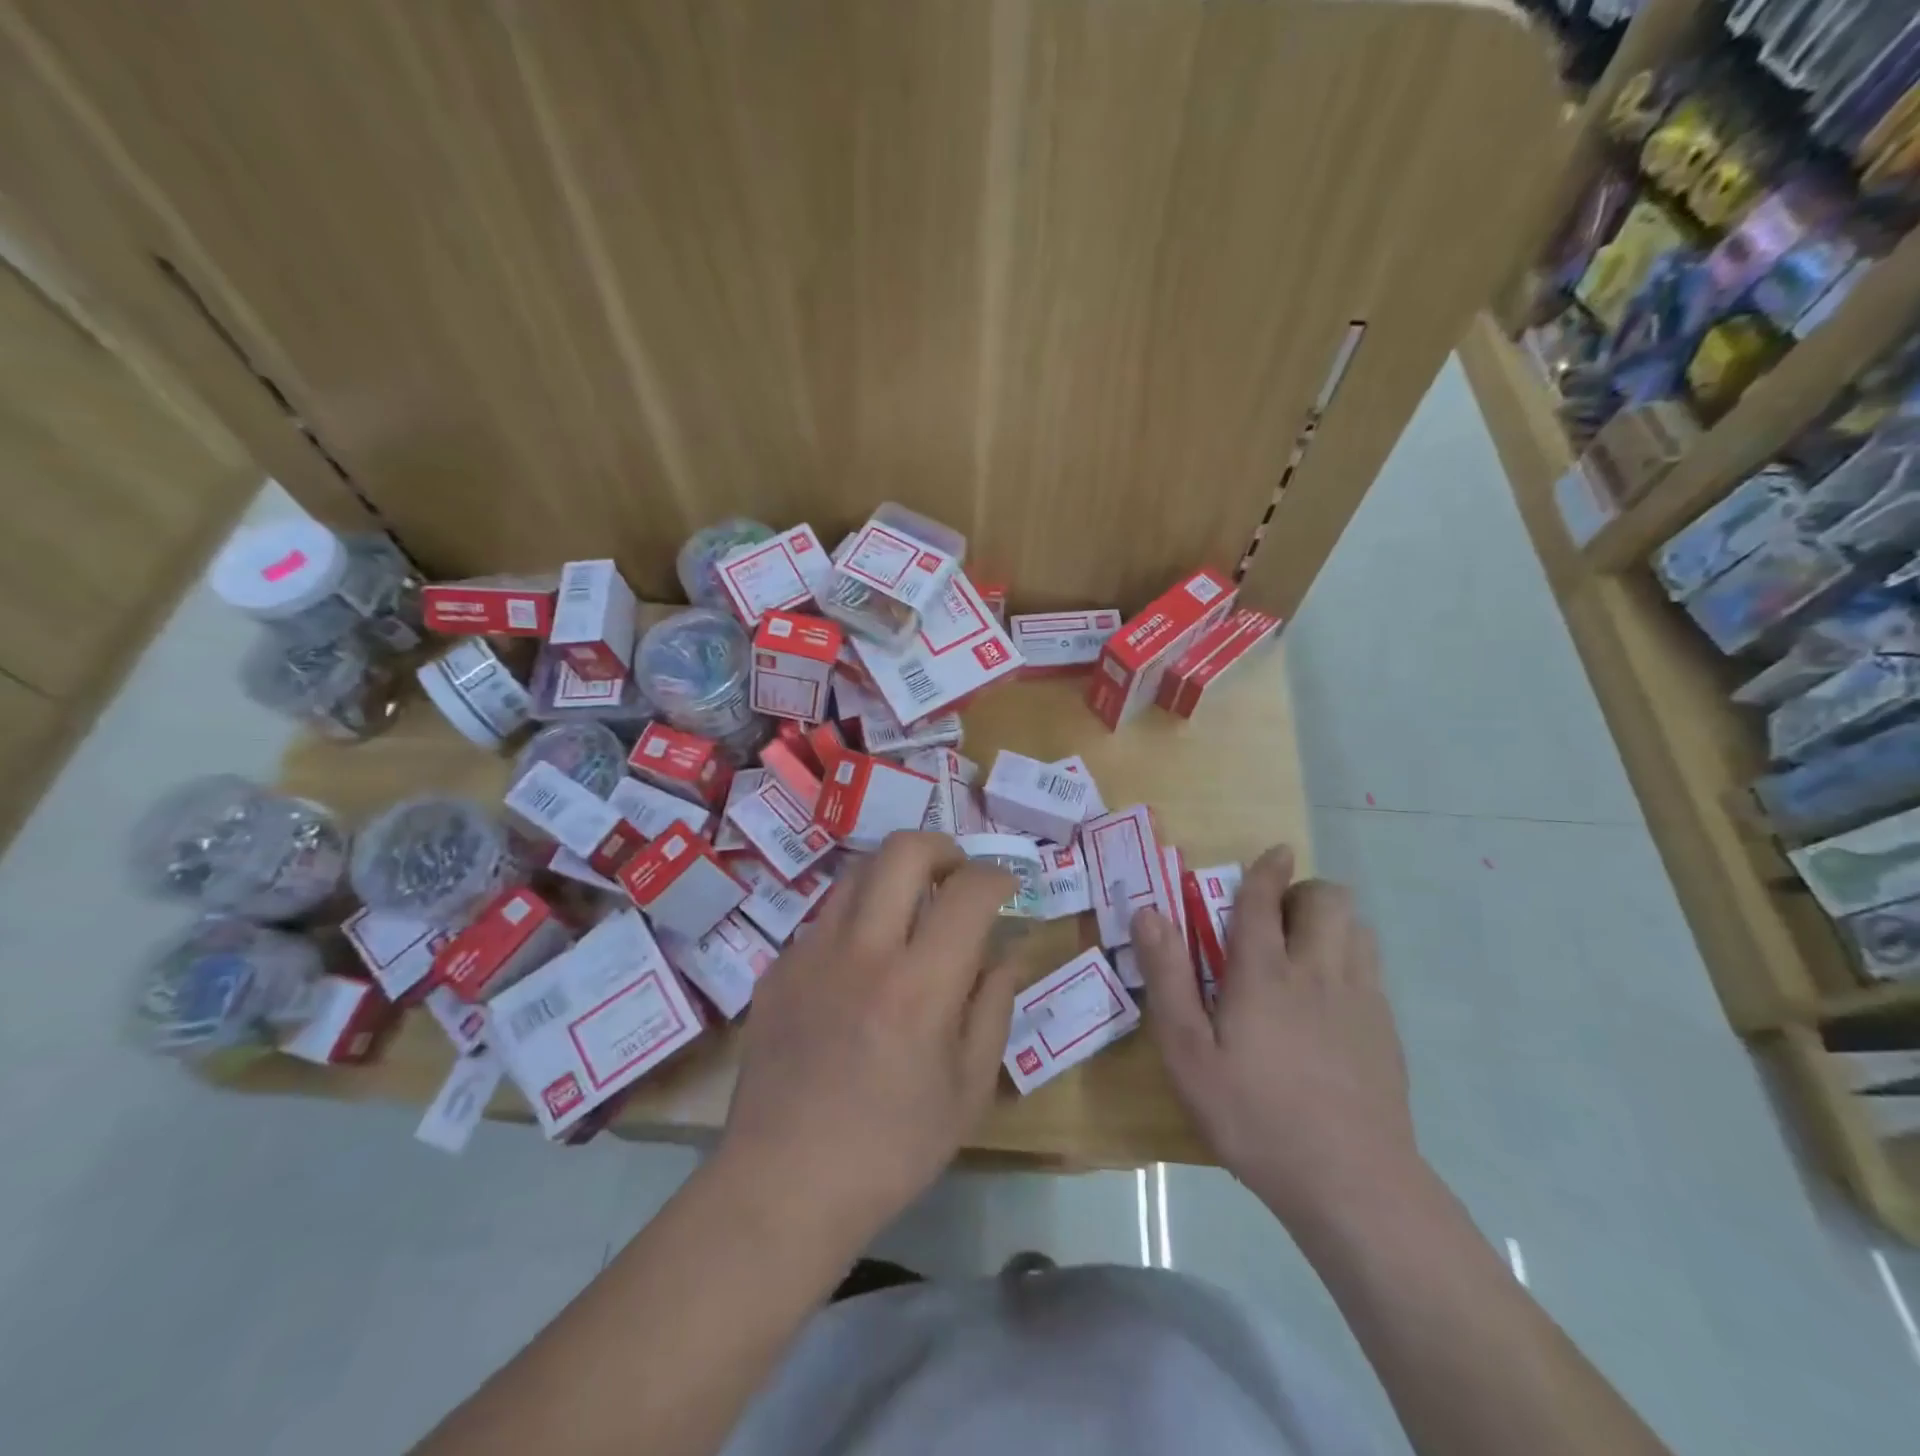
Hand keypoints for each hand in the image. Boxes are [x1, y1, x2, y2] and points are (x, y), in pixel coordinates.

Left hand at [718, 832, 1021, 1250]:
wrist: (782, 1185)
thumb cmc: (891, 1150)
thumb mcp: (967, 1090)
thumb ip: (993, 1007)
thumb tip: (1005, 953)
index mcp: (920, 986)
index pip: (969, 891)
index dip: (997, 876)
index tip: (1005, 887)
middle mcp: (863, 951)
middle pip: (903, 850)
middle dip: (942, 847)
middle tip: (956, 875)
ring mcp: (812, 953)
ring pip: (859, 872)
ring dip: (896, 875)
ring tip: (911, 910)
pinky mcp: (779, 968)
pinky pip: (827, 917)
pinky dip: (859, 917)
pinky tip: (863, 963)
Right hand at [1131, 844, 1420, 1226]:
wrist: (1352, 1183)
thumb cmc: (1254, 1115)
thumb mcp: (1187, 1053)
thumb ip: (1167, 978)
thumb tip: (1149, 914)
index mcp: (1264, 972)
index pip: (1264, 899)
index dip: (1266, 869)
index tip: (1273, 852)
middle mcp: (1318, 971)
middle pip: (1328, 900)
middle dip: (1304, 891)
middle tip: (1276, 919)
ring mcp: (1361, 1000)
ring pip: (1358, 928)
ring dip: (1331, 922)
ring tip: (1304, 950)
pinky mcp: (1386, 1031)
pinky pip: (1372, 968)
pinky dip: (1350, 959)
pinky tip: (1330, 1000)